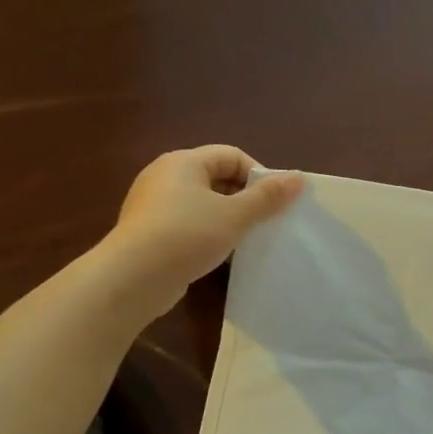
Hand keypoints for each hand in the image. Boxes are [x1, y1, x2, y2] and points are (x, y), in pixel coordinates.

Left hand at [103, 147, 303, 321]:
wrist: (133, 278)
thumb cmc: (187, 235)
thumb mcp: (235, 215)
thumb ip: (268, 197)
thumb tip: (298, 177)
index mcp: (184, 162)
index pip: (232, 155)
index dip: (258, 175)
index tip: (275, 202)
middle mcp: (165, 176)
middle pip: (217, 177)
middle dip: (245, 197)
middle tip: (265, 222)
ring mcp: (153, 204)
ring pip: (203, 202)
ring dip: (228, 217)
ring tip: (245, 239)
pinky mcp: (149, 231)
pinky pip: (188, 223)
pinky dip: (208, 233)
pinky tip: (219, 254)